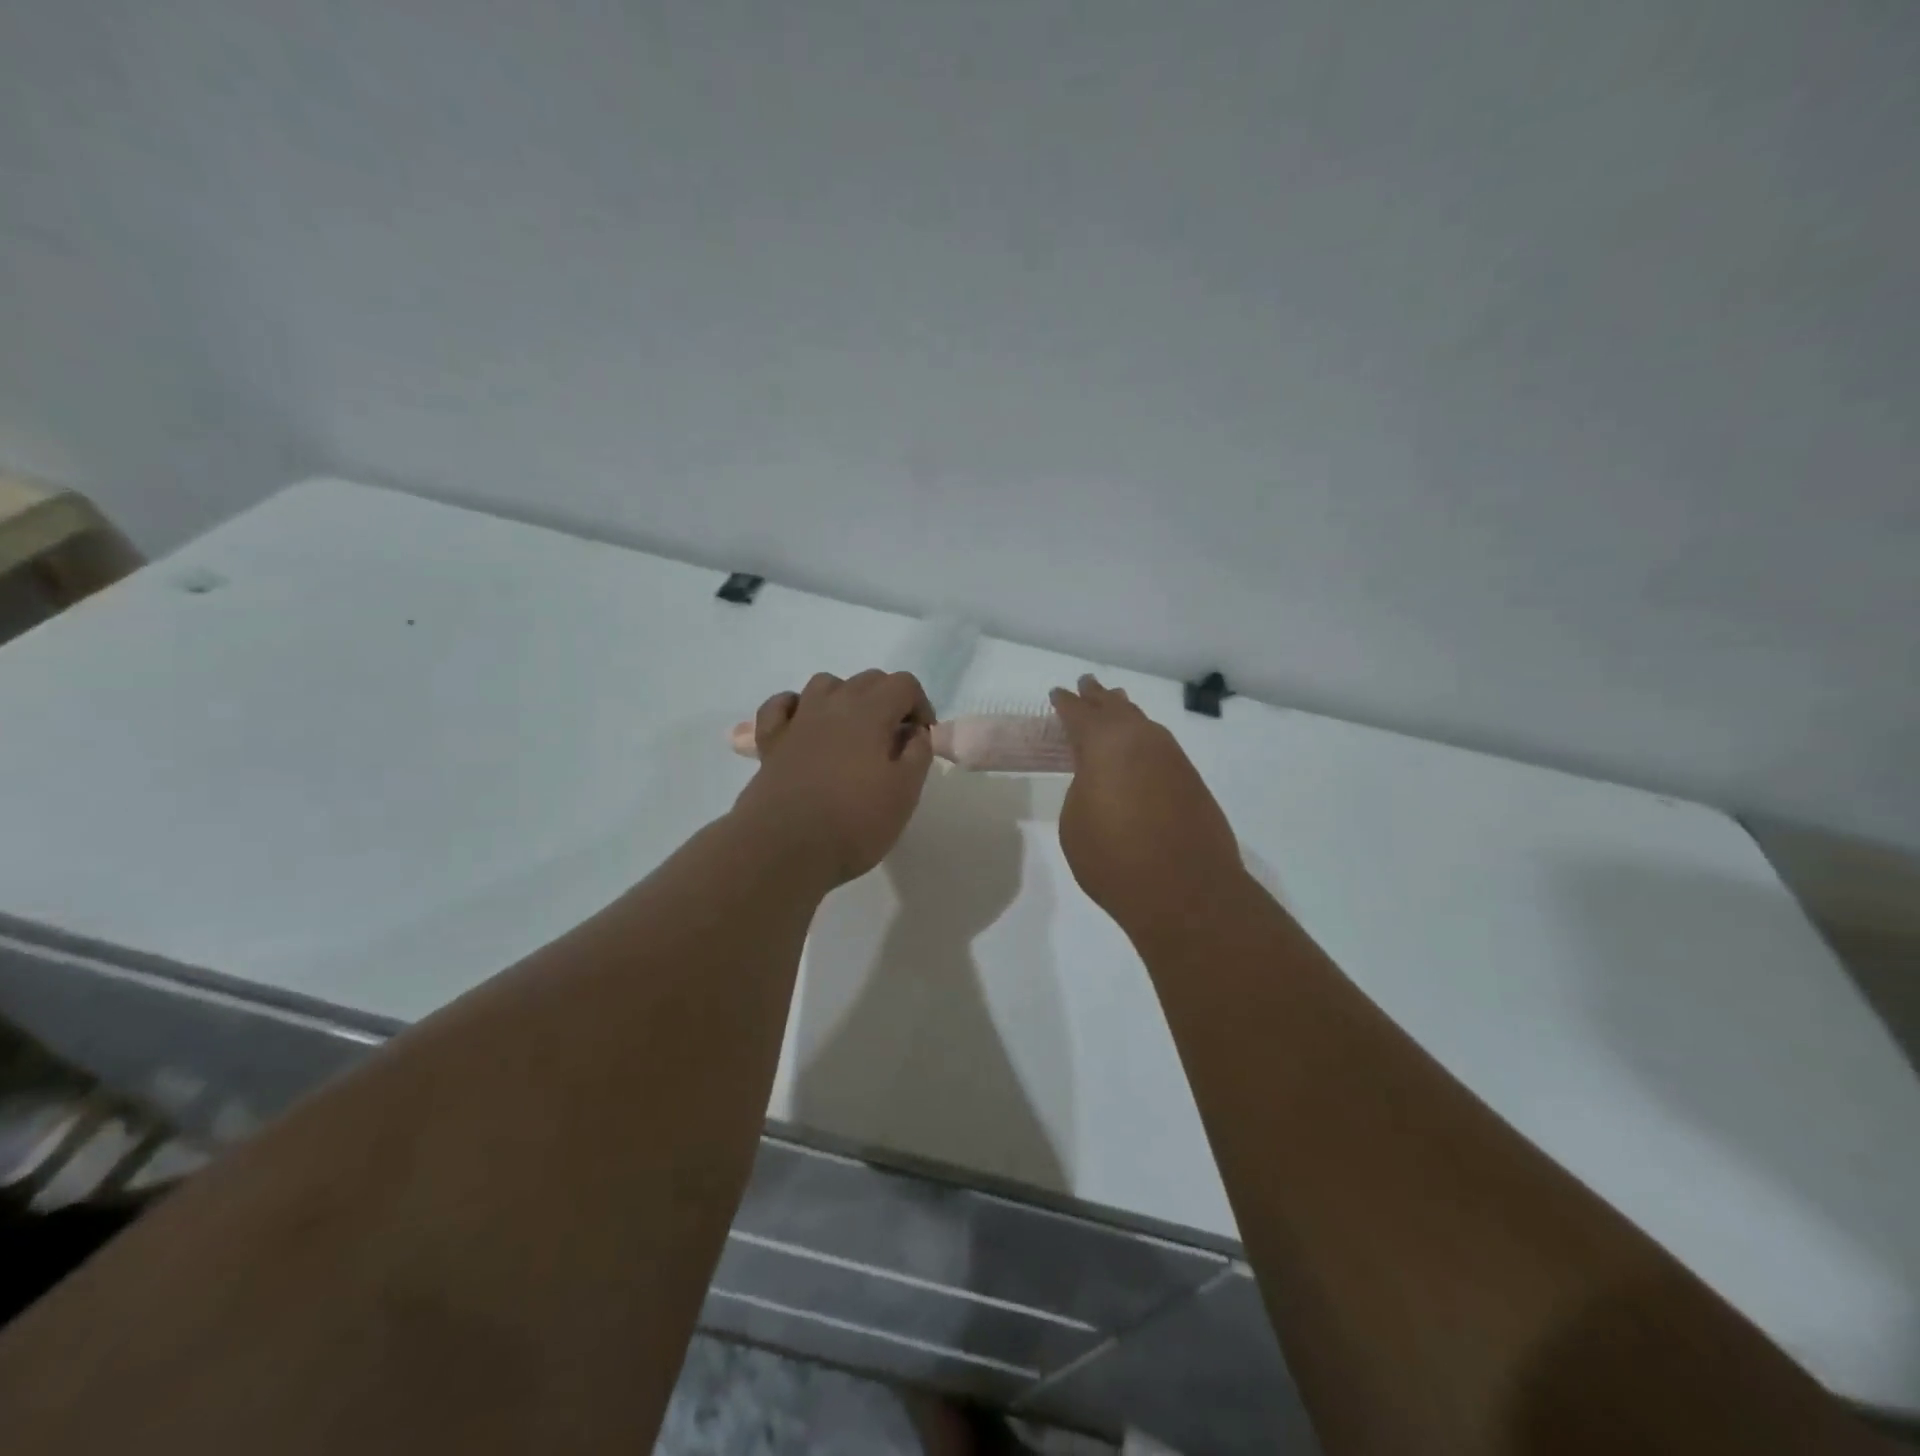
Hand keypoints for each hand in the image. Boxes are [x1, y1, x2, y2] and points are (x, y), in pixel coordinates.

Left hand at [733, 670, 935, 886]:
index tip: (921, 738)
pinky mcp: (770, 742)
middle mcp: (832, 705)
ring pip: (824, 685)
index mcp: (870, 712)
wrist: (785, 847)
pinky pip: (780, 706)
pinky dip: (796, 707)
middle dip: (888, 700)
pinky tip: (804, 726)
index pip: (903, 683)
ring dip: (845, 697)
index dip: (920, 705)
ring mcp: (797, 720)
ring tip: (852, 731)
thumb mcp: (904, 792)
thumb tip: (914, 733)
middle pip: (867, 680)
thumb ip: (918, 754)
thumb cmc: (854, 822)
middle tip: (893, 740)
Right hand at [1050, 675, 1248, 936]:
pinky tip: (1141, 747)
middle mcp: (1141, 740)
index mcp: (1104, 744)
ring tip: (1116, 706)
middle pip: (1115, 708)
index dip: (1065, 703)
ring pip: (1143, 723)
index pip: (1078, 713)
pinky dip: (1145, 739)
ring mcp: (1172, 758)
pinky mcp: (1192, 780)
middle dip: (1098, 697)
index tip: (1058, 693)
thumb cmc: (1114, 858)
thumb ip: (1082, 790)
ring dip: (1126, 714)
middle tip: (1087, 684)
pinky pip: (1161, 746)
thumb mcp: (1075, 823)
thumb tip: (1100, 781)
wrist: (1186, 892)